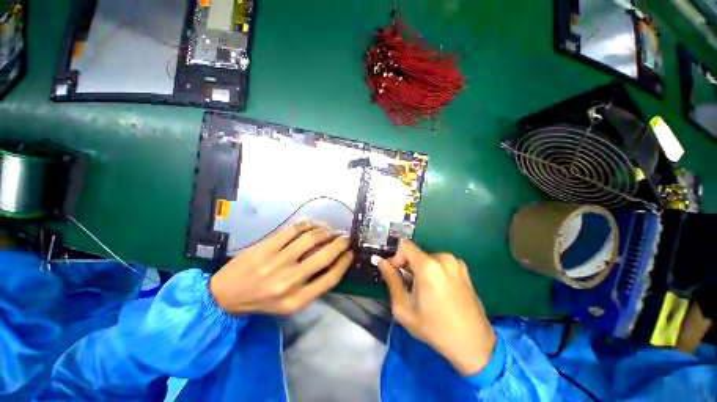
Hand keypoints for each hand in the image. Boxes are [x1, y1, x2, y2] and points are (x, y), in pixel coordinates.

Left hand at [210, 221, 352, 314]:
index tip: (351, 252)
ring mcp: (276, 262)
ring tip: (329, 230)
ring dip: (325, 231)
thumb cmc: (262, 302)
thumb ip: (312, 286)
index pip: (331, 278)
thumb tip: (333, 261)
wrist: (225, 296)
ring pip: (311, 238)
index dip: (344, 262)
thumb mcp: (289, 304)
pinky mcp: (266, 247)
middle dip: (340, 243)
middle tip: (345, 237)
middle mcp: (289, 281)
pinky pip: (293, 230)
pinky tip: (312, 225)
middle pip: (324, 256)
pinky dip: (308, 224)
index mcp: (297, 300)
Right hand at [376, 240, 495, 375]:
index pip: (404, 246)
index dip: (396, 257)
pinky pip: (440, 263)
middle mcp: (443, 258)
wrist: (473, 344)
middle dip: (407, 266)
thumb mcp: (404, 307)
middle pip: (416, 253)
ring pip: (427, 258)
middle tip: (408, 287)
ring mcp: (456, 262)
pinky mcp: (464, 269)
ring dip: (420, 269)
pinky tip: (438, 290)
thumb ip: (391, 280)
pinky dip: (433, 271)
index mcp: (428, 266)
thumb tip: (381, 262)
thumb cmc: (434, 328)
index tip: (396, 274)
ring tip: (424, 290)